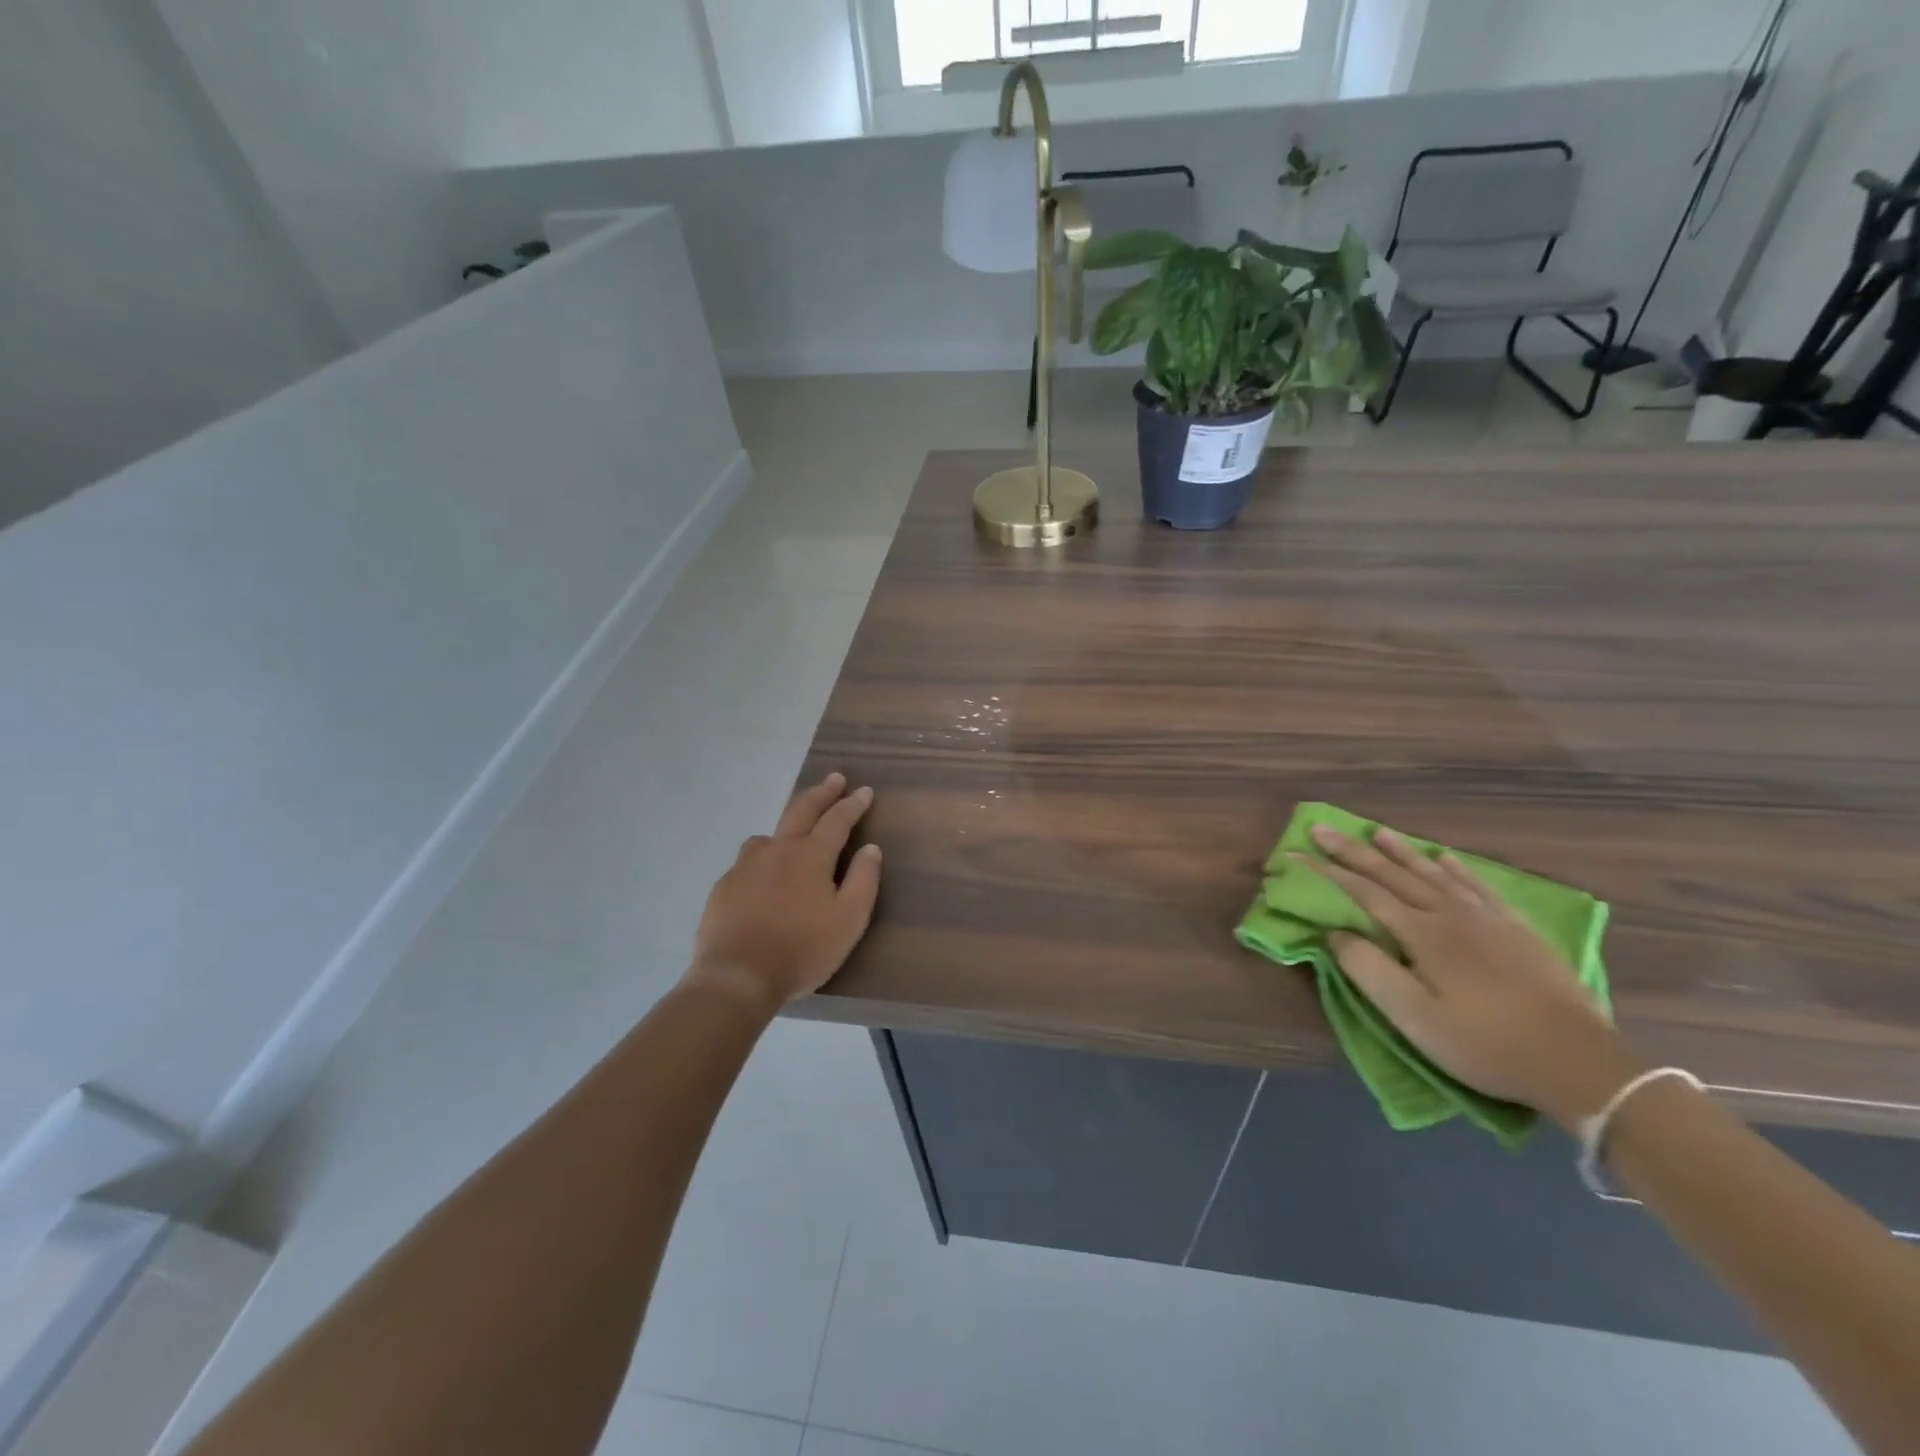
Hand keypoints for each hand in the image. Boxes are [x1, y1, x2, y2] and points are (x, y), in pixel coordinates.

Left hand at [687, 773, 882, 1011]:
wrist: (737, 976)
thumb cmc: (802, 949)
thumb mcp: (849, 920)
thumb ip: (863, 880)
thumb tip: (871, 848)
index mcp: (811, 856)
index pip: (837, 820)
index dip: (853, 804)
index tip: (864, 791)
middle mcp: (777, 850)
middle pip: (801, 811)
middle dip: (821, 793)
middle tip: (834, 778)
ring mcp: (746, 866)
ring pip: (768, 836)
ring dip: (786, 828)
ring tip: (793, 836)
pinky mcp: (724, 886)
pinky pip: (747, 862)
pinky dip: (762, 860)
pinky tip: (762, 879)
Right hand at [1301, 825, 1642, 1130]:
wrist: (1578, 1062)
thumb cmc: (1484, 1043)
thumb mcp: (1413, 1017)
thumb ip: (1368, 969)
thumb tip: (1335, 931)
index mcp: (1421, 933)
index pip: (1362, 892)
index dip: (1326, 872)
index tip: (1295, 855)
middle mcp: (1450, 914)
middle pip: (1393, 875)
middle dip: (1353, 852)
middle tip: (1322, 828)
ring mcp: (1488, 919)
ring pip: (1434, 873)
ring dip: (1401, 851)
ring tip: (1377, 832)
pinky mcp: (1518, 930)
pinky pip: (1480, 886)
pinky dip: (1457, 868)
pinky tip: (1445, 857)